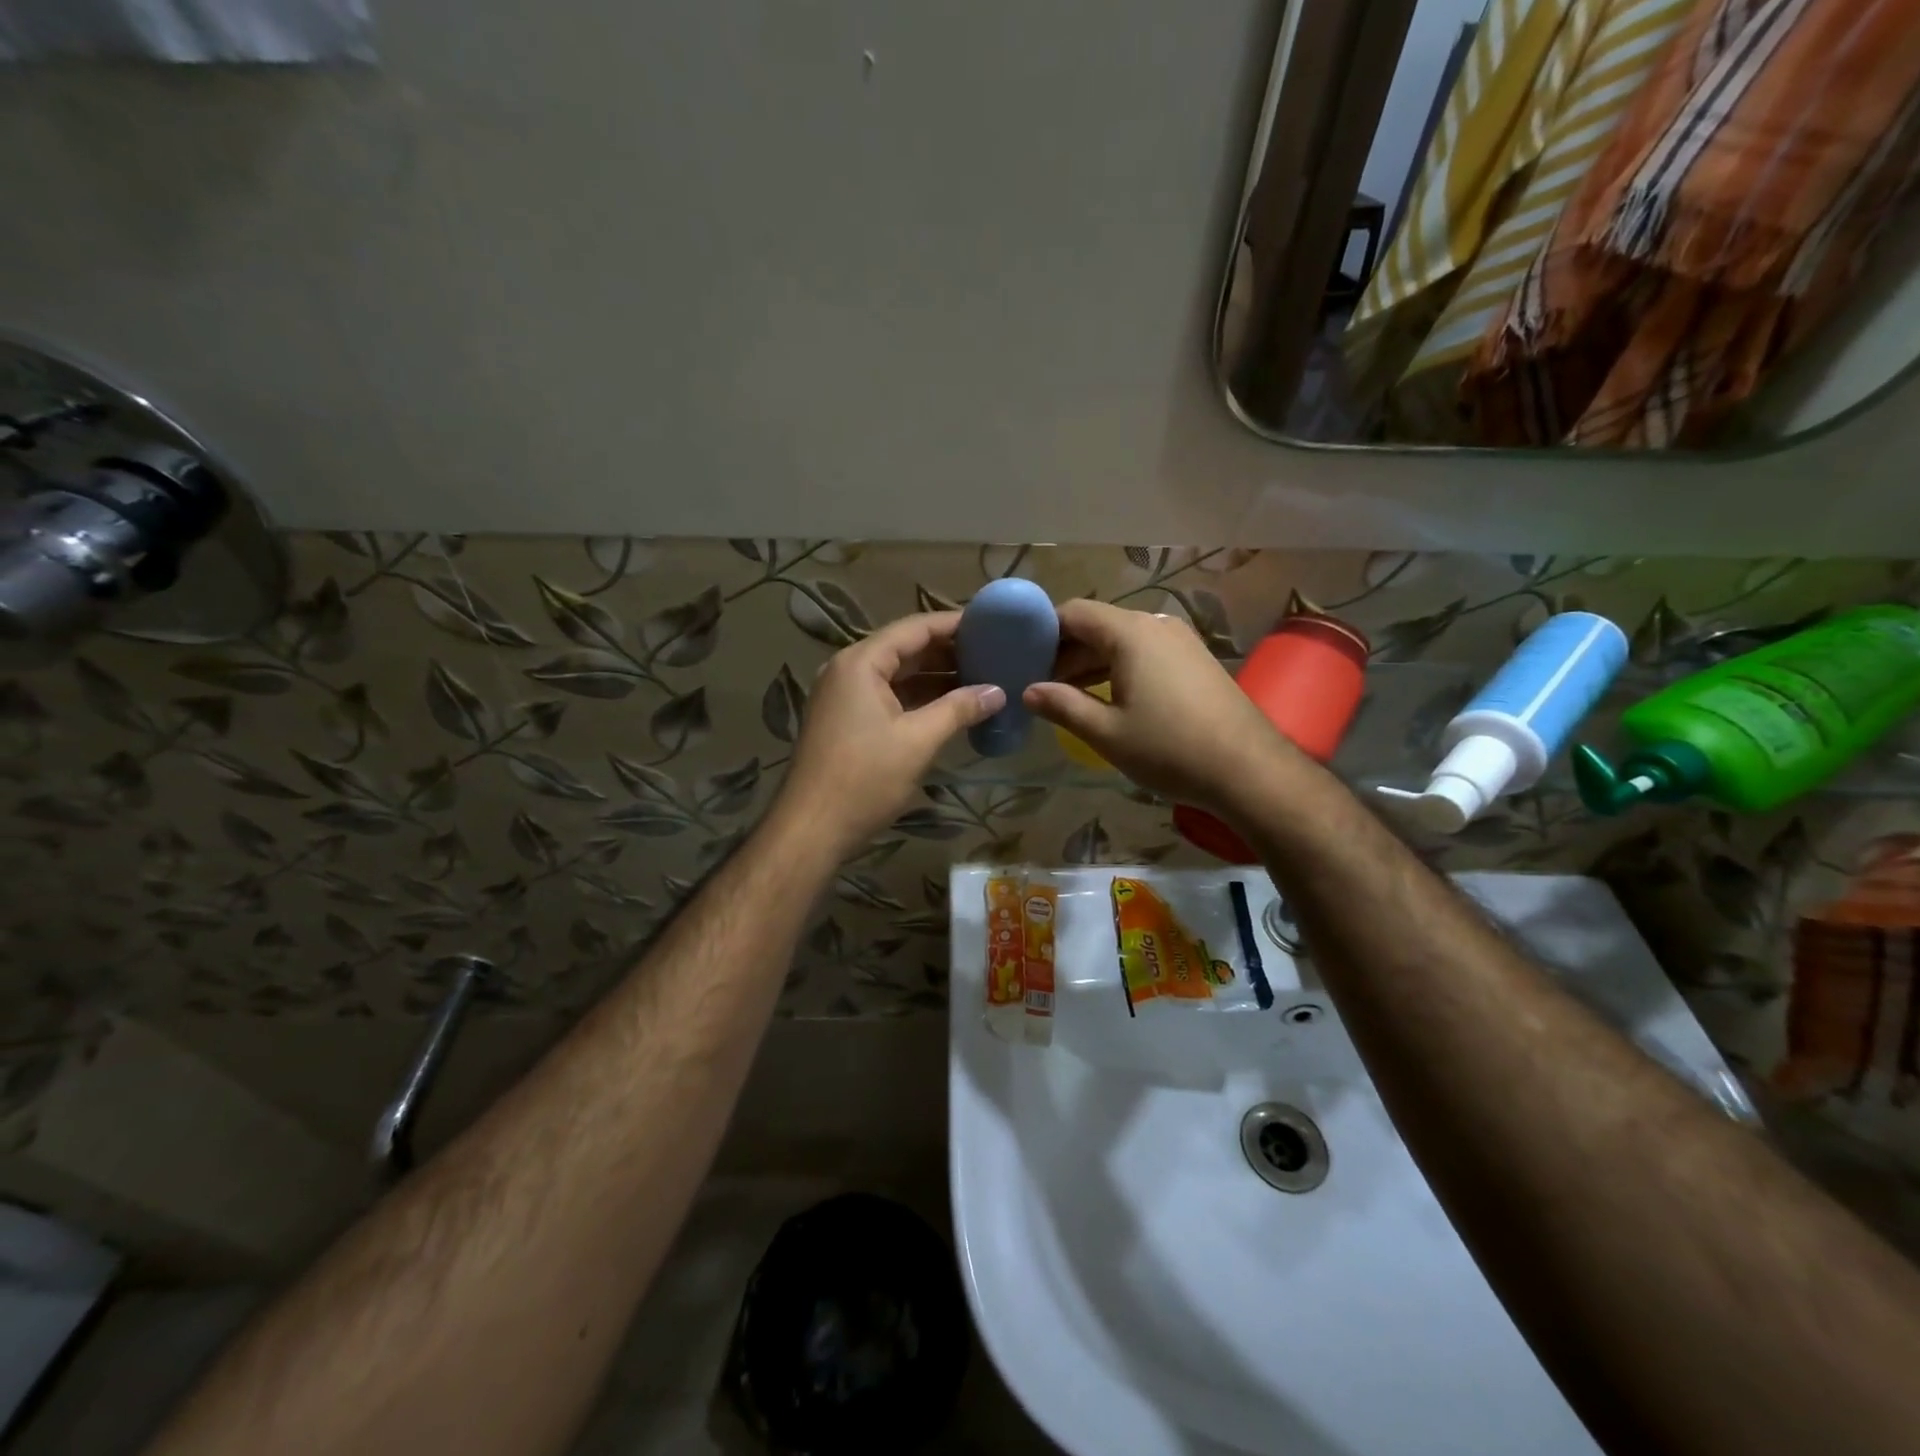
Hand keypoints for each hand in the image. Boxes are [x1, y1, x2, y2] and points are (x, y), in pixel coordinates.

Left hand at [774, 612, 1004, 856]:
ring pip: (897, 675)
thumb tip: (998, 692)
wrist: (811, 829)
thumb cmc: (864, 779)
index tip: (992, 625)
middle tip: (993, 653)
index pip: (915, 628)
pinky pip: (888, 697)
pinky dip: (919, 699)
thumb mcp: (918, 741)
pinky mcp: (846, 721)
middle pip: (905, 649)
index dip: (954, 624)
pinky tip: (951, 707)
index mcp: (861, 663)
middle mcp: (848, 670)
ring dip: (936, 677)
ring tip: (981, 678)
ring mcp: (844, 697)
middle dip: (948, 652)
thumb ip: (959, 709)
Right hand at [1024, 599, 1286, 812]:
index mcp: (1130, 633)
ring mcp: (1180, 640)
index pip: (1073, 612)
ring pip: (1121, 639)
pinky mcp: (1195, 659)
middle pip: (1097, 624)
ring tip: (1066, 695)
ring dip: (1091, 662)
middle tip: (1039, 684)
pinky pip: (1145, 652)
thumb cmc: (1170, 749)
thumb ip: (1062, 706)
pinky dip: (1118, 667)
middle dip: (1065, 651)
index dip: (1043, 631)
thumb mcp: (1106, 732)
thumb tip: (1029, 691)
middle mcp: (1155, 624)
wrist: (1249, 769)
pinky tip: (1107, 697)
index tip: (1021, 658)